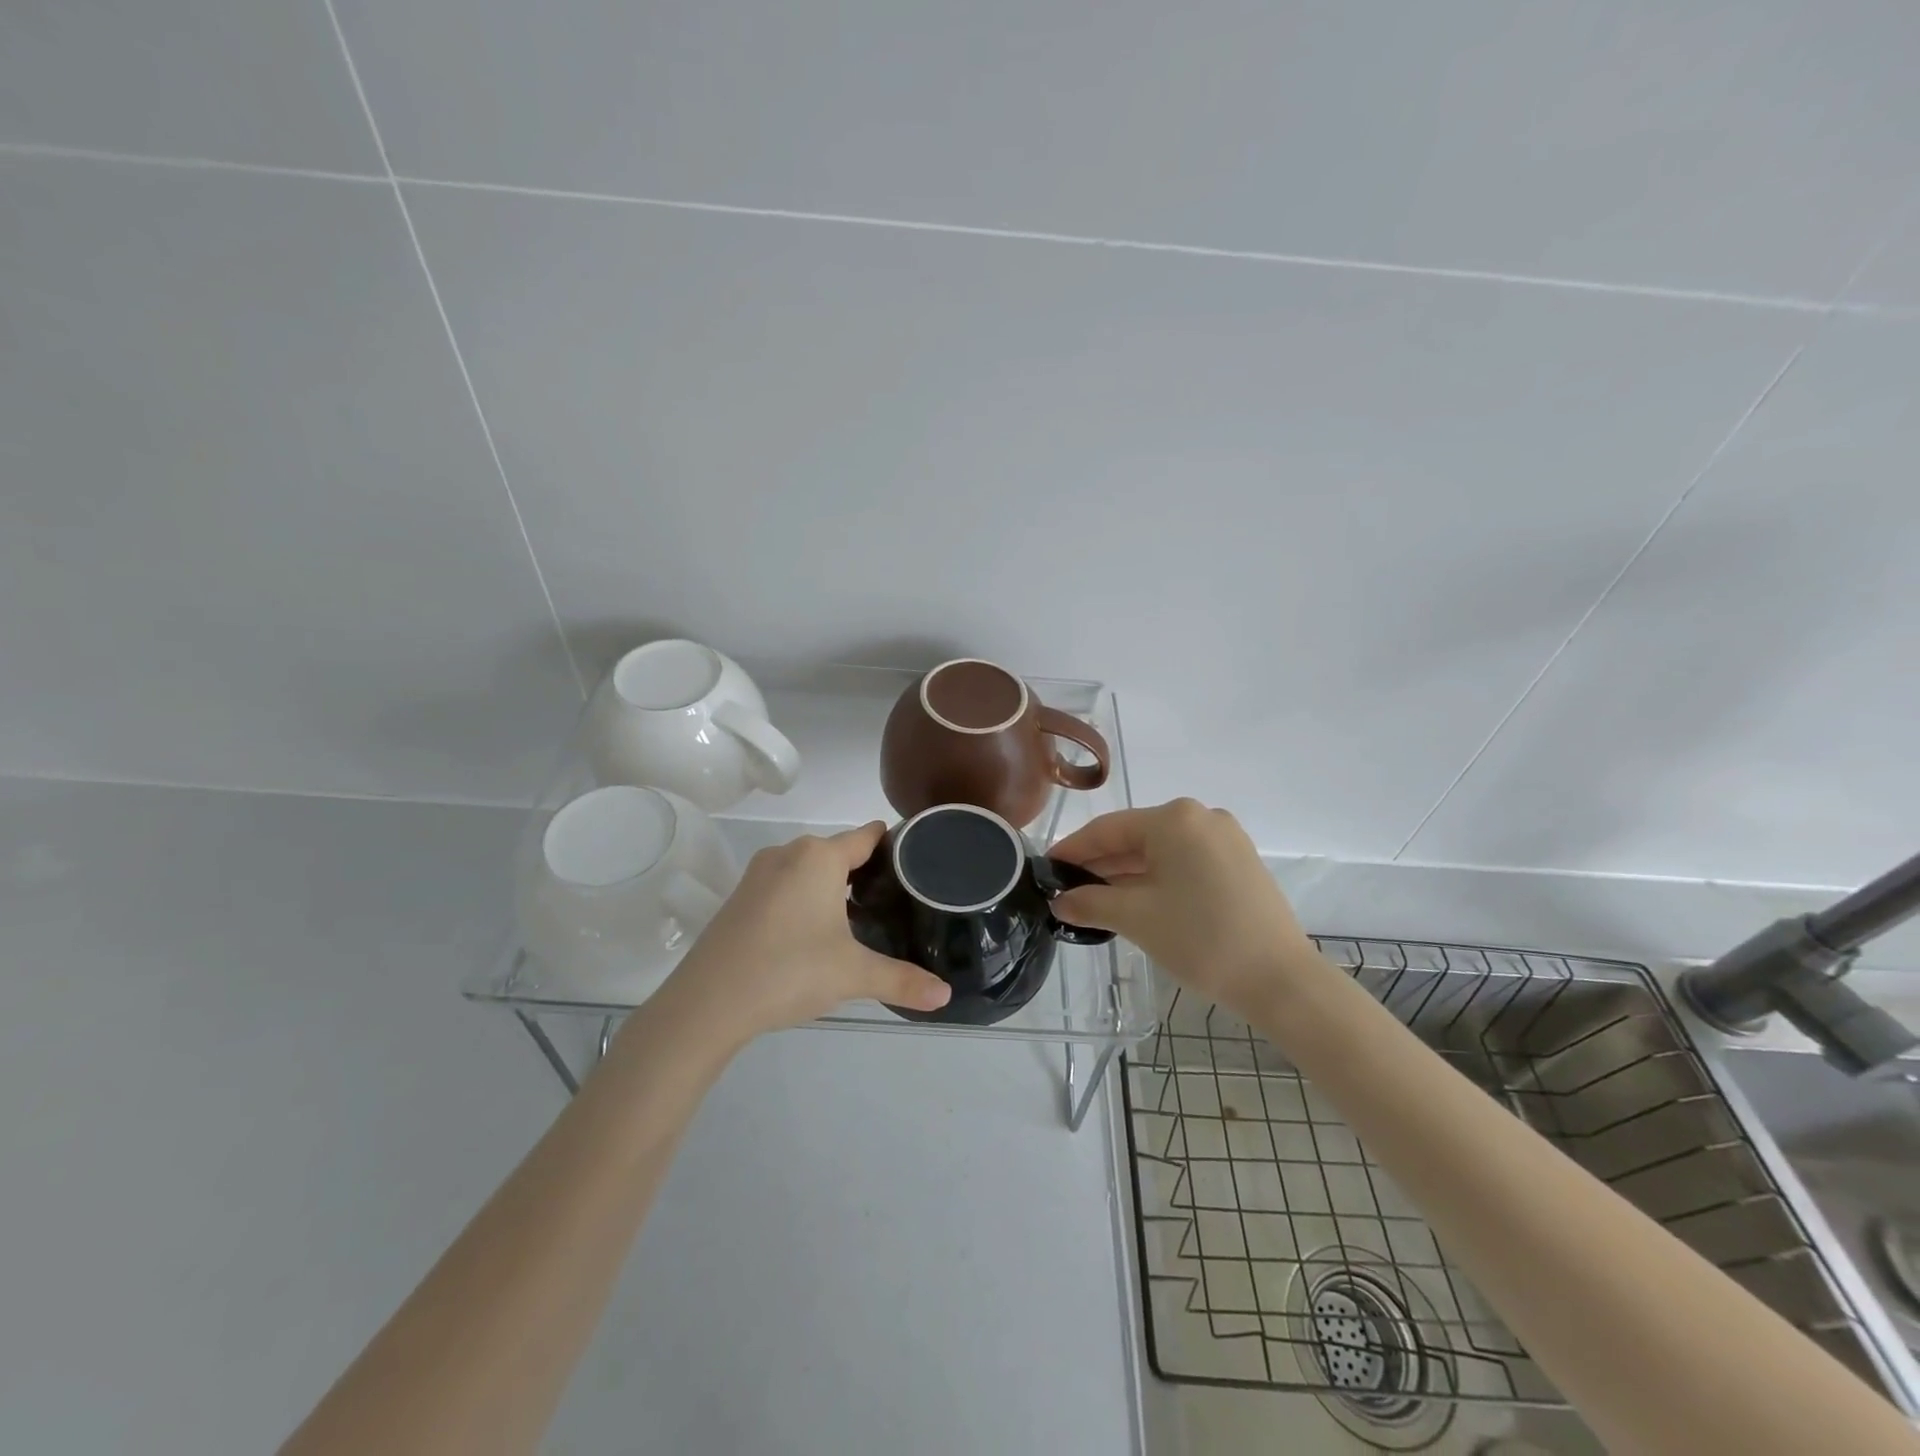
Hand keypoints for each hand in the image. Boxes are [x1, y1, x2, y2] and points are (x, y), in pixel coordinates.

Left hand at [661, 823, 950, 1044]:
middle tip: (897, 901)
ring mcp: (759, 873)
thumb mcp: (852, 975)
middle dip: (867, 871)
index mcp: (819, 856)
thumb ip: (902, 980)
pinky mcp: (741, 896)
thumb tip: (945, 995)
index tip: (918, 863)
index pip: (867, 836)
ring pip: (810, 868)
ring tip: (862, 917)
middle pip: (839, 851)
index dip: (894, 846)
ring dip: (834, 886)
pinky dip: (806, 898)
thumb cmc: (789, 971)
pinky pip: (786, 884)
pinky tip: (815, 931)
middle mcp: (789, 853)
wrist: (707, 1003)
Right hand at [1048, 799, 1318, 1018]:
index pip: (1108, 829)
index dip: (1073, 850)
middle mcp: (1201, 818)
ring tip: (1093, 900)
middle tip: (1065, 890)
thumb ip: (1090, 903)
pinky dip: (1156, 879)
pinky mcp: (1239, 863)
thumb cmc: (1201, 939)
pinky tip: (1134, 901)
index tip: (1045, 868)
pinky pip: (1184, 863)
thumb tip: (1060, 901)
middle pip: (1135, 838)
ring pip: (1160, 852)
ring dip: (1126, 875)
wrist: (1281, 980)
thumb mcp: (1136, 918)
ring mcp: (1225, 839)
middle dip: (1099, 865)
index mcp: (1174, 819)